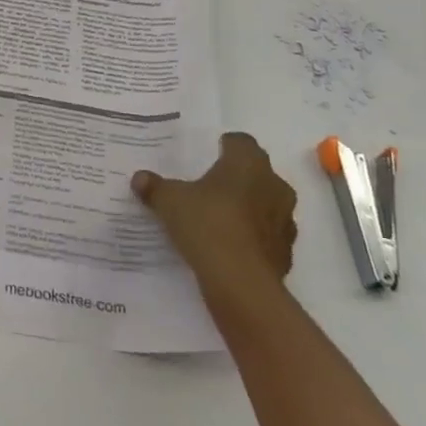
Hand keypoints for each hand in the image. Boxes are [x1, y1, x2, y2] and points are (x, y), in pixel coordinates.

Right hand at [133, 132, 297, 295]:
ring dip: (248, 209)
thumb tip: (139, 178)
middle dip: (237, 178)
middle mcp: (274, 185)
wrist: (241, 283)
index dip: (226, 146)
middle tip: (210, 187)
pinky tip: (230, 248)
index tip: (210, 154)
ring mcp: (285, 221)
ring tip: (219, 220)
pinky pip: (267, 236)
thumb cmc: (207, 224)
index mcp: (248, 163)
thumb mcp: (170, 201)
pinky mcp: (286, 252)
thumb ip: (155, 187)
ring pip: (266, 205)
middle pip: (257, 173)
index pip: (242, 142)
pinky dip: (252, 238)